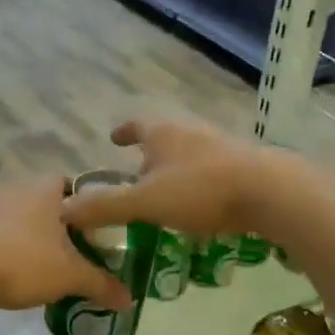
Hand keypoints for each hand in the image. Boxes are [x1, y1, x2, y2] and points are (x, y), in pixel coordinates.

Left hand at [0, 177, 132, 312]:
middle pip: (48, 201)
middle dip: (62, 224)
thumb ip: (102, 284)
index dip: (87, 204)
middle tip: (77, 250)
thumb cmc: (26, 262)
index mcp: (46, 189)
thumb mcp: (72, 276)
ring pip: (23, 217)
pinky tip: (18, 271)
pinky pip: (1, 233)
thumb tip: (129, 300)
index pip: (73, 184)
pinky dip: (12, 247)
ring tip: (49, 265)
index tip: (96, 230)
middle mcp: (18, 189)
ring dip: (35, 236)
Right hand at [60, 117, 288, 237]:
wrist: (271, 192)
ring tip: (168, 190)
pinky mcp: (246, 165)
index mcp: (163, 133)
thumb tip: (63, 209)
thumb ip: (105, 206)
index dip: (124, 131)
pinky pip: (214, 170)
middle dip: (151, 152)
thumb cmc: (200, 190)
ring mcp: (222, 146)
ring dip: (177, 167)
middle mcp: (191, 132)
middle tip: (138, 171)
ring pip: (191, 153)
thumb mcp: (145, 202)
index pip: (137, 124)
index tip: (115, 138)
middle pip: (165, 137)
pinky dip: (201, 182)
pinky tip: (203, 204)